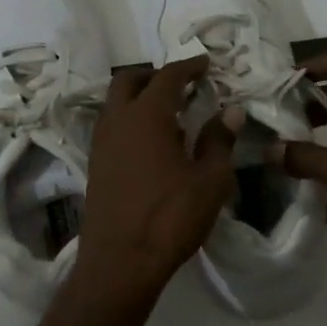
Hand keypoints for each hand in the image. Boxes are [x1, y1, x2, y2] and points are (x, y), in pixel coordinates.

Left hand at [77, 57, 235, 294]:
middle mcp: (117, 121)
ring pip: (116, 103)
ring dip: (139, 97)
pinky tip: (151, 143)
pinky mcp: (95, 165)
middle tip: (181, 84)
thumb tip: (231, 111)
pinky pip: (111, 126)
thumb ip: (219, 140)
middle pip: (130, 80)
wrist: (120, 261)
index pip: (168, 76)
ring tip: (168, 113)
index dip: (188, 66)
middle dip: (155, 75)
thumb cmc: (171, 217)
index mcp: (147, 115)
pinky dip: (129, 120)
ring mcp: (101, 143)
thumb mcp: (210, 180)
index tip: (205, 64)